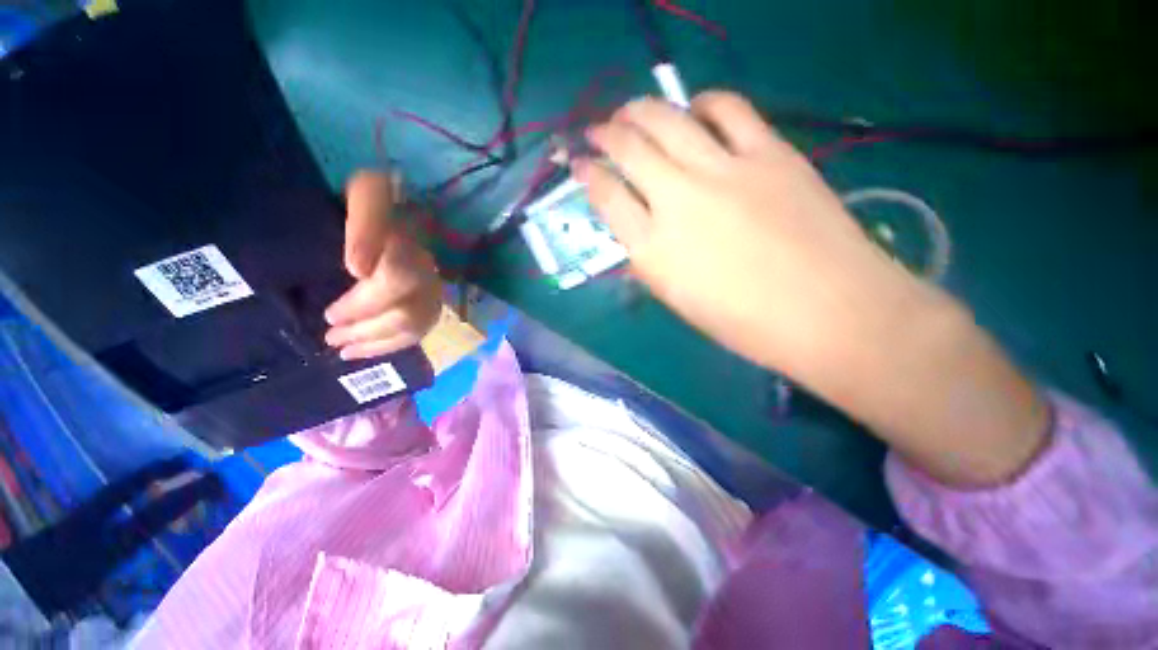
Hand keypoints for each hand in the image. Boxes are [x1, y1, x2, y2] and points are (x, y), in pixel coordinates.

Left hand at [323, 171, 442, 360]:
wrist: (399, 208)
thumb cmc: (369, 202)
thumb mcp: (365, 194)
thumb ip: (367, 219)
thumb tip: (360, 270)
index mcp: (411, 242)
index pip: (400, 278)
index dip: (366, 303)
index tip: (331, 315)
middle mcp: (428, 270)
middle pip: (407, 311)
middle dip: (366, 329)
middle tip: (331, 337)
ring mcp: (432, 288)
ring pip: (415, 326)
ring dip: (377, 342)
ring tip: (344, 349)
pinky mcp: (430, 301)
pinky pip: (419, 330)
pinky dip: (391, 344)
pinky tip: (366, 349)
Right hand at [574, 91, 927, 378]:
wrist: (829, 312)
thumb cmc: (745, 323)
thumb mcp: (678, 300)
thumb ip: (650, 259)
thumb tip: (638, 229)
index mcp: (652, 250)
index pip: (606, 196)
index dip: (587, 175)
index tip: (580, 166)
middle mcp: (678, 201)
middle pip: (629, 147)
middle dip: (604, 133)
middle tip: (598, 131)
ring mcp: (724, 170)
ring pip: (668, 118)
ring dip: (641, 110)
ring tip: (633, 112)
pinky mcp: (769, 152)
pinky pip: (727, 109)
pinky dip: (703, 104)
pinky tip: (695, 110)